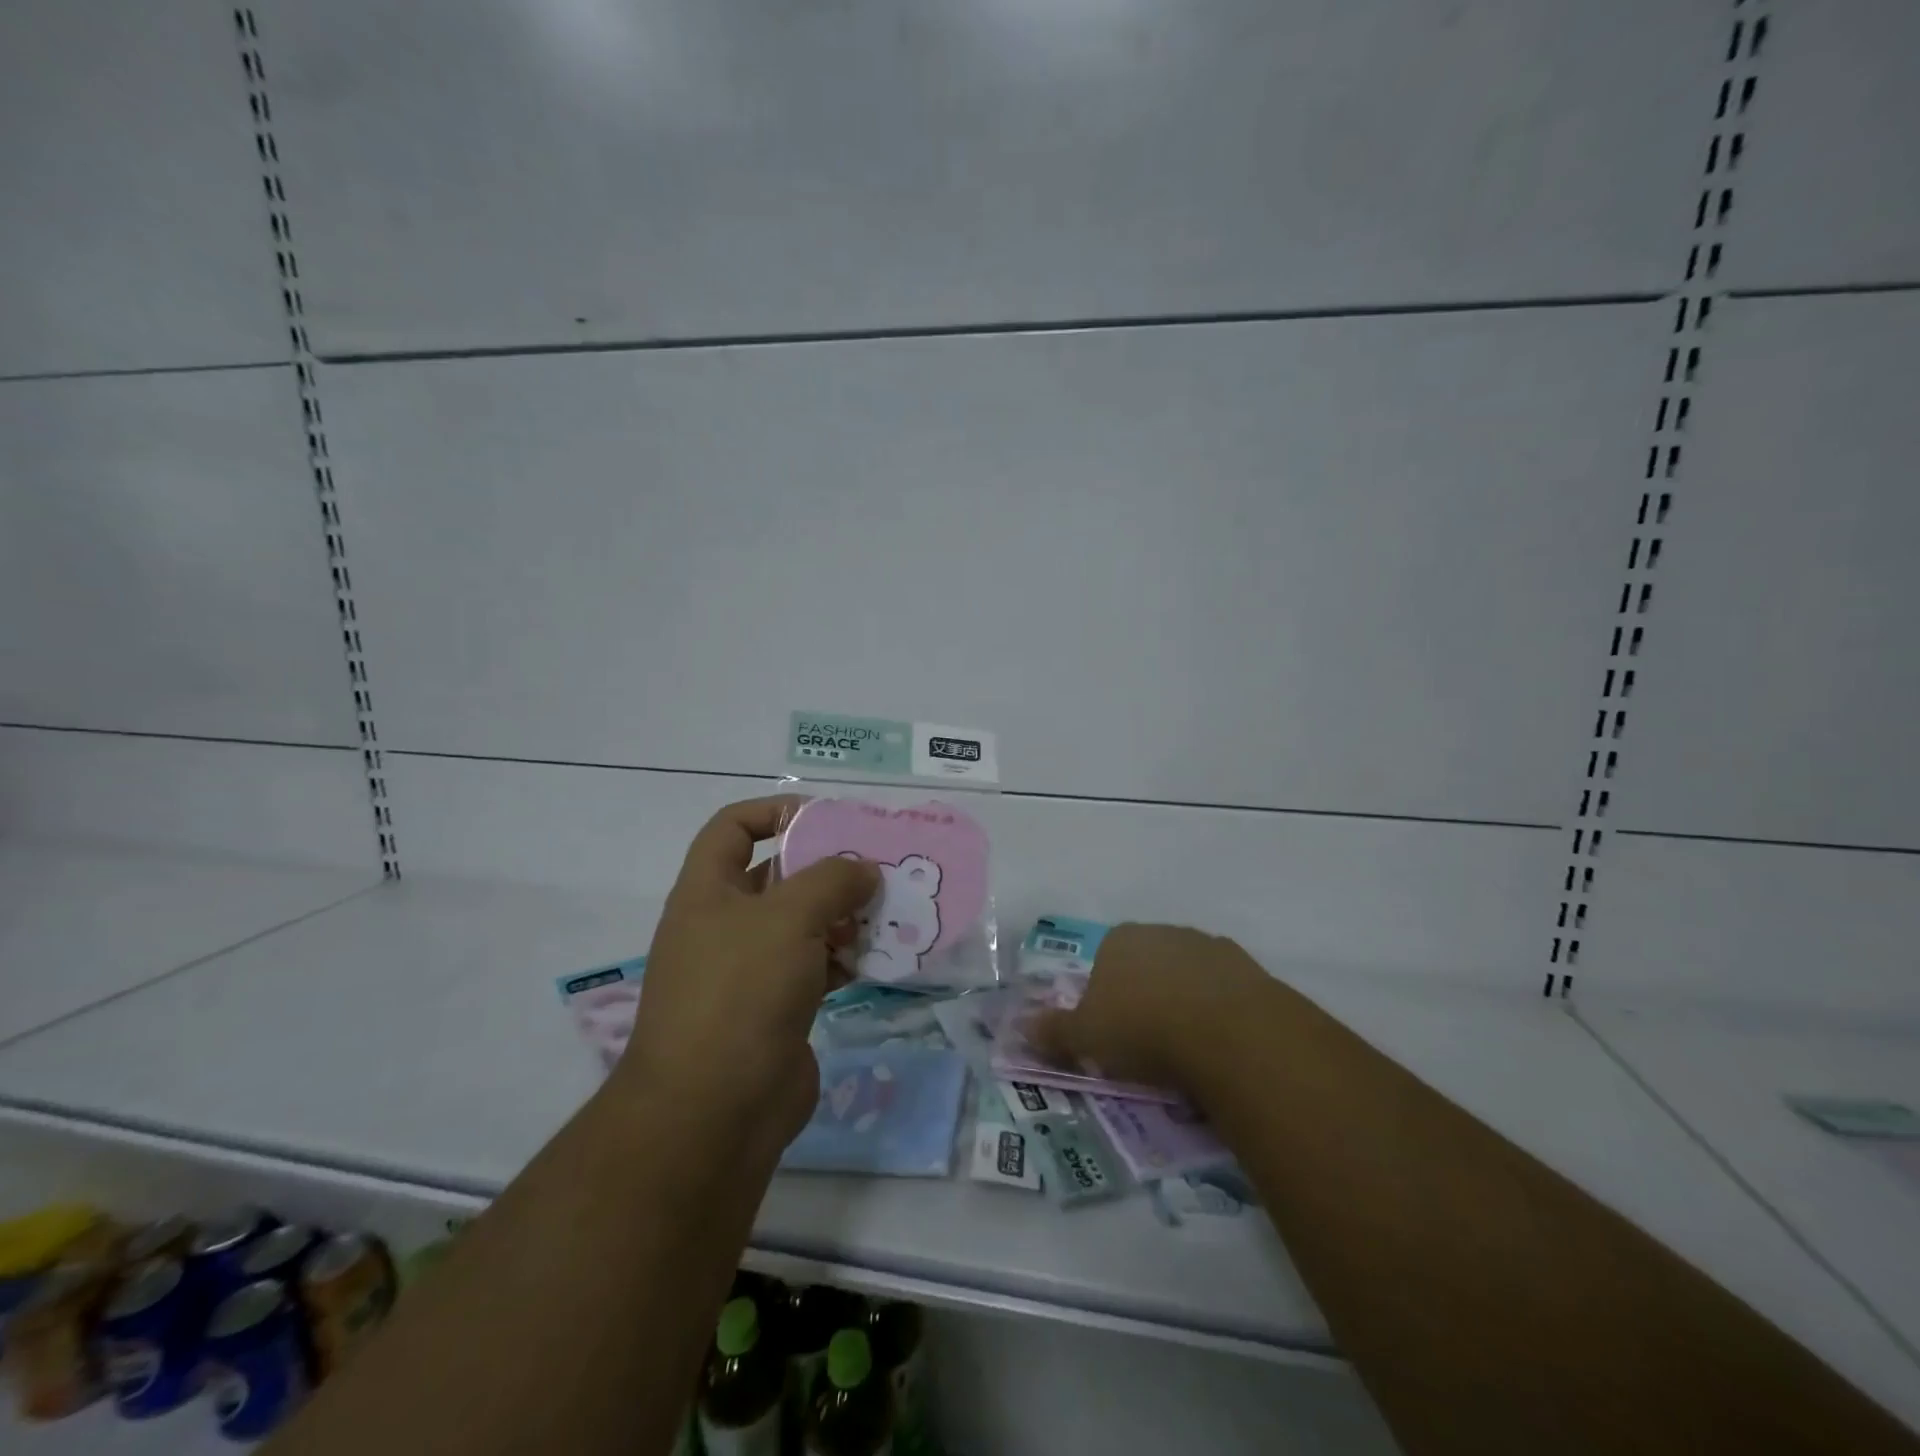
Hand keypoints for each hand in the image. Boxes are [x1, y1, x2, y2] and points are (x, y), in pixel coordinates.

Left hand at [616, 796, 878, 1158]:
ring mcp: (750, 971)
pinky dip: (846, 958)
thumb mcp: (788, 917)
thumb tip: (864, 870)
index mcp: (707, 891)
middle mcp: (724, 925)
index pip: (733, 827)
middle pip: (778, 876)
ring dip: (843, 915)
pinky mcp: (776, 1009)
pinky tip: (881, 956)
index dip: (774, 811)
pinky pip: (816, 967)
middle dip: (826, 867)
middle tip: (876, 864)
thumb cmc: (741, 992)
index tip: (826, 819)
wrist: (713, 1112)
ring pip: (803, 924)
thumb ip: (832, 879)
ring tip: (888, 910)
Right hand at [1025, 923, 1272, 1100]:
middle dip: (1144, 996)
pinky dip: (1219, 1011)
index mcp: (1118, 940)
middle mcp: (1161, 932)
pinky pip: (1224, 991)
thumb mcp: (1086, 1038)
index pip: (1102, 962)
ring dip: (1184, 1001)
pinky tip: (1220, 1043)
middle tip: (1147, 1044)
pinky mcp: (1248, 968)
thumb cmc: (1143, 1029)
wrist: (1230, 1033)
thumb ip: (1053, 1032)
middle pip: (1145, 965)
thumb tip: (1020, 1028)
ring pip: (1186, 975)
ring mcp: (1207, 946)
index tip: (1111, 1033)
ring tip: (1187, 1049)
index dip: (1103, 997)